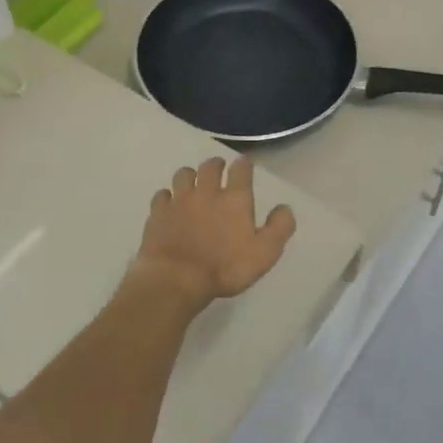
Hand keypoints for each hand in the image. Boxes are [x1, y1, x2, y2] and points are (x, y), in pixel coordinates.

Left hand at [133, 157, 295, 305]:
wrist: (177, 278)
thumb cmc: (225, 267)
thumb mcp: (265, 253)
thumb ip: (279, 227)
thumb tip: (284, 207)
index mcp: (234, 199)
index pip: (241, 169)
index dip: (244, 164)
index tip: (245, 164)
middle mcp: (206, 191)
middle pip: (210, 166)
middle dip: (216, 165)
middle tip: (219, 169)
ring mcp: (179, 200)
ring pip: (184, 175)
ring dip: (191, 175)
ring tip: (193, 183)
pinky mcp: (158, 213)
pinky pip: (162, 195)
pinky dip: (167, 196)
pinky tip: (170, 203)